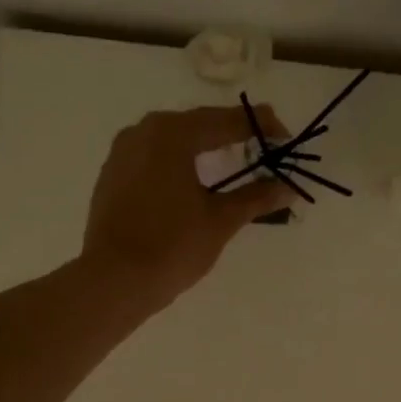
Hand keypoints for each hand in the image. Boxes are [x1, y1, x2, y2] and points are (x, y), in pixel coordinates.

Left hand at [82, 105, 294, 309]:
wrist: (113, 281)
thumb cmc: (172, 246)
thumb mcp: (221, 221)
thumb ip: (256, 197)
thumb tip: (288, 188)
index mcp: (172, 134)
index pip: (226, 120)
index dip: (260, 128)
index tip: (285, 139)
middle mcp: (143, 132)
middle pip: (197, 125)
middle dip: (232, 134)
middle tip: (263, 147)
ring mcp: (122, 153)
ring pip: (172, 141)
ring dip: (203, 147)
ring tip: (231, 162)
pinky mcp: (112, 176)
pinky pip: (153, 158)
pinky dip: (178, 164)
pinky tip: (192, 181)